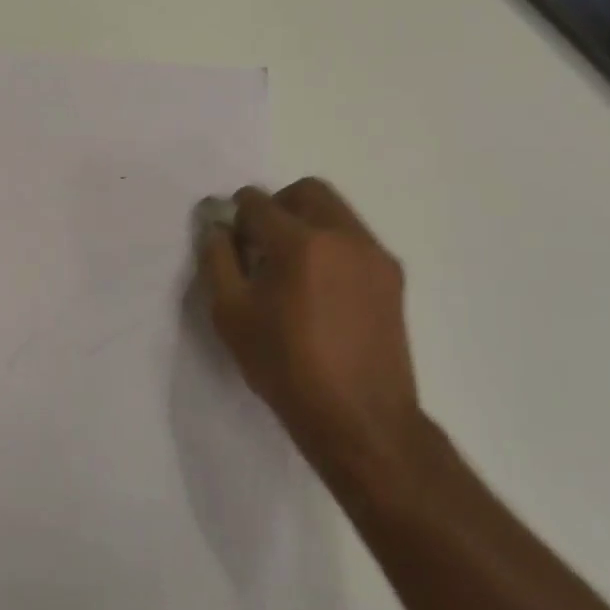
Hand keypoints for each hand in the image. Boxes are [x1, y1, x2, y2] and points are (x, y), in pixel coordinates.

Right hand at [198, 178, 424, 484]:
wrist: (360, 418)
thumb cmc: (285, 367)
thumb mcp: (231, 314)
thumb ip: (217, 259)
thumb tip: (217, 227)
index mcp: (299, 242)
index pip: (257, 202)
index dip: (236, 215)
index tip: (230, 241)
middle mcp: (342, 235)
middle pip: (305, 191)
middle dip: (276, 206)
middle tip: (260, 245)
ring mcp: (374, 254)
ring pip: (334, 211)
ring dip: (306, 223)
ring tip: (291, 270)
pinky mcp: (392, 275)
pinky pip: (354, 239)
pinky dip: (331, 246)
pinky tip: (320, 290)